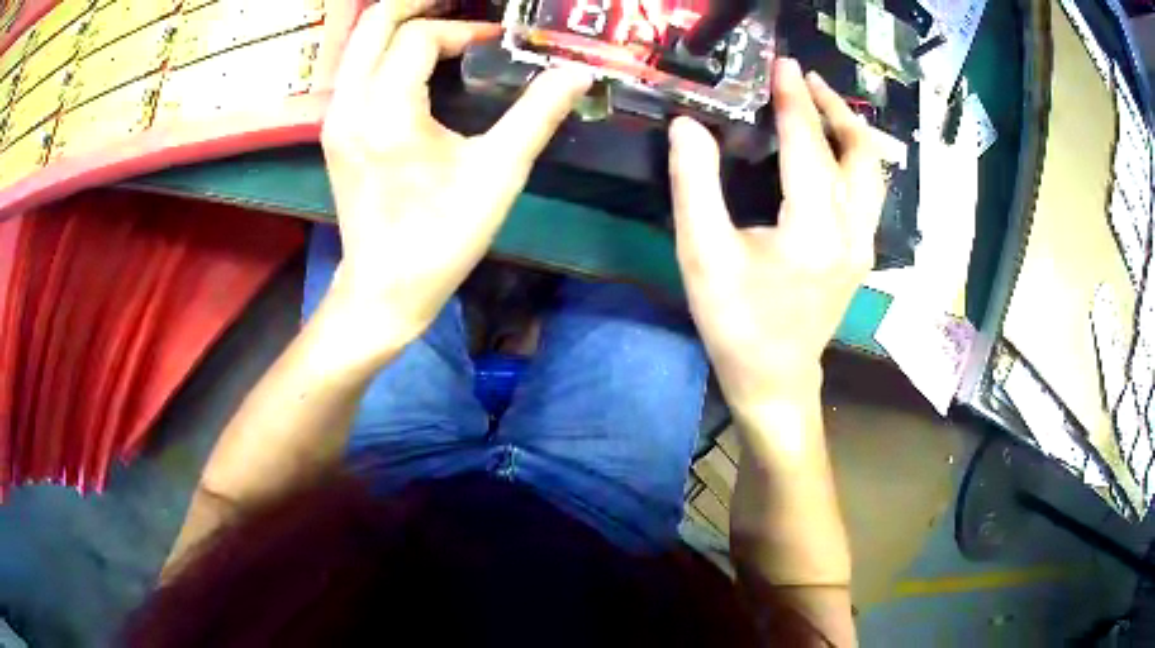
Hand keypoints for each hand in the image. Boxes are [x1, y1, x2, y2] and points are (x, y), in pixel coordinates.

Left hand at [321, 2, 590, 350]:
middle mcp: (350, 105)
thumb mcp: (498, 174)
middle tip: (458, 2)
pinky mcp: (335, 131)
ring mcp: (336, 118)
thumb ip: (537, 114)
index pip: (420, 38)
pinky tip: (416, 58)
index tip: (498, 41)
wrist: (384, 289)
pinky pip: (355, 68)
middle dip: (417, 3)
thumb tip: (578, 73)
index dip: (464, 29)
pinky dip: (385, 49)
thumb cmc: (442, 237)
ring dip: (399, 23)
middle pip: (373, 23)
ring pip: (358, 43)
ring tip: (443, 22)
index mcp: (387, 112)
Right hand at [669, 58, 884, 409]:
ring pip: (871, 170)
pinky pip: (868, 190)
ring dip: (848, 129)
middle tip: (803, 78)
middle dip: (832, 107)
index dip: (793, 99)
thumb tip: (687, 126)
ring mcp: (864, 244)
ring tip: (818, 103)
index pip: (807, 145)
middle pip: (858, 151)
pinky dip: (851, 156)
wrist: (775, 378)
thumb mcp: (701, 255)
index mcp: (812, 230)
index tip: (781, 63)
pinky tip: (828, 148)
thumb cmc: (736, 322)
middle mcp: (851, 231)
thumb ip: (694, 184)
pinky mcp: (862, 252)